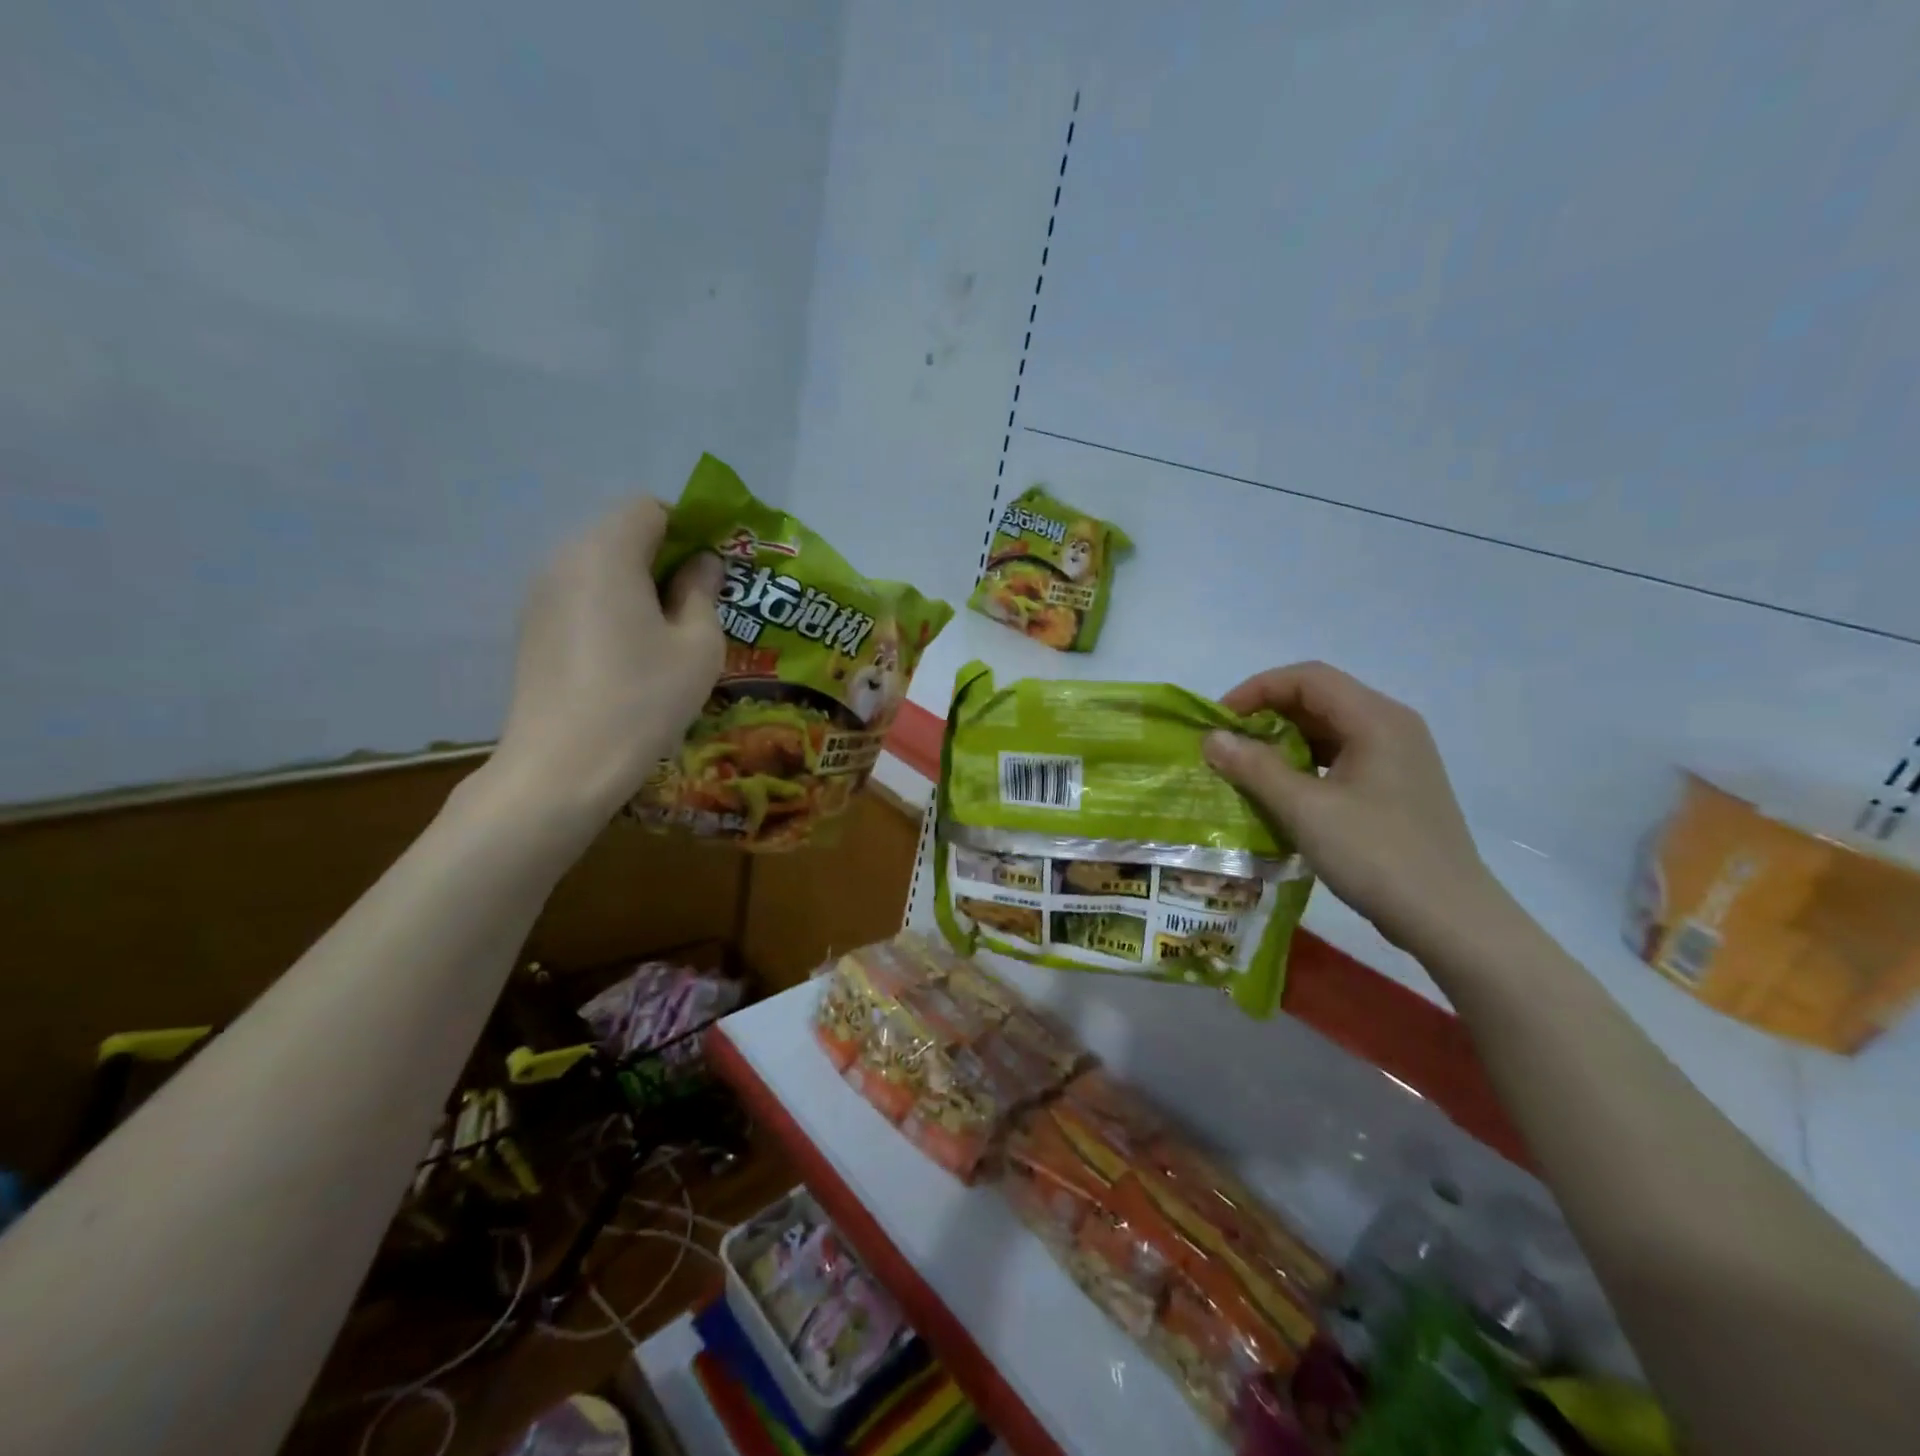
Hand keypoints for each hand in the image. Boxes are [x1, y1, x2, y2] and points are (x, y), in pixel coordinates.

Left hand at [491, 496, 724, 820]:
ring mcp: (541, 596)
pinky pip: (581, 597)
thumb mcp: (697, 646)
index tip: (714, 571)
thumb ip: (702, 592)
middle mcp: (565, 560)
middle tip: (699, 605)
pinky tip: (630, 656)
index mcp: (606, 552)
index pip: (649, 509)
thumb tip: (702, 564)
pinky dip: (612, 608)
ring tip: (668, 636)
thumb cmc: (644, 699)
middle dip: (666, 558)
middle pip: (622, 534)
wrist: (563, 766)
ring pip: (601, 567)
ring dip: (639, 585)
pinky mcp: (532, 629)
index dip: (689, 529)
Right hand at [1204, 662, 1506, 955]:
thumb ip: (1255, 768)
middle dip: (1267, 714)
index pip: (1307, 678)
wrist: (1449, 919)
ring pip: (1330, 728)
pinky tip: (1284, 791)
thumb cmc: (1375, 855)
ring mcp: (1399, 757)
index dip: (1256, 690)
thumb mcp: (1305, 810)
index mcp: (1376, 719)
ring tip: (1247, 768)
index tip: (1219, 722)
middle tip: (1228, 746)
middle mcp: (1392, 726)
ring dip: (1285, 740)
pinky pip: (1342, 756)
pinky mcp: (1397, 786)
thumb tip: (1212, 738)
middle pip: (1319, 698)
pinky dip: (1306, 763)